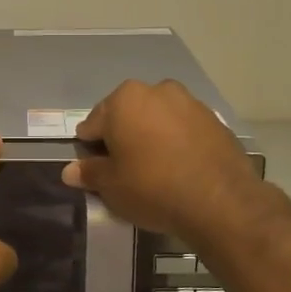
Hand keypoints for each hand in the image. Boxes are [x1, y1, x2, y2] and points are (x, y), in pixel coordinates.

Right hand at [61, 80, 265, 242]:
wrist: (220, 201)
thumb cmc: (152, 187)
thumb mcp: (112, 186)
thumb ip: (89, 173)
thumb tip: (70, 171)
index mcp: (124, 100)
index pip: (93, 123)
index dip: (91, 148)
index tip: (97, 169)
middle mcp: (156, 90)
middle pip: (127, 115)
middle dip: (123, 137)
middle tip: (125, 170)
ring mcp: (189, 102)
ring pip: (158, 118)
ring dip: (152, 136)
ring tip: (155, 169)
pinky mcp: (214, 119)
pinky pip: (184, 128)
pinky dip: (177, 141)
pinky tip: (180, 167)